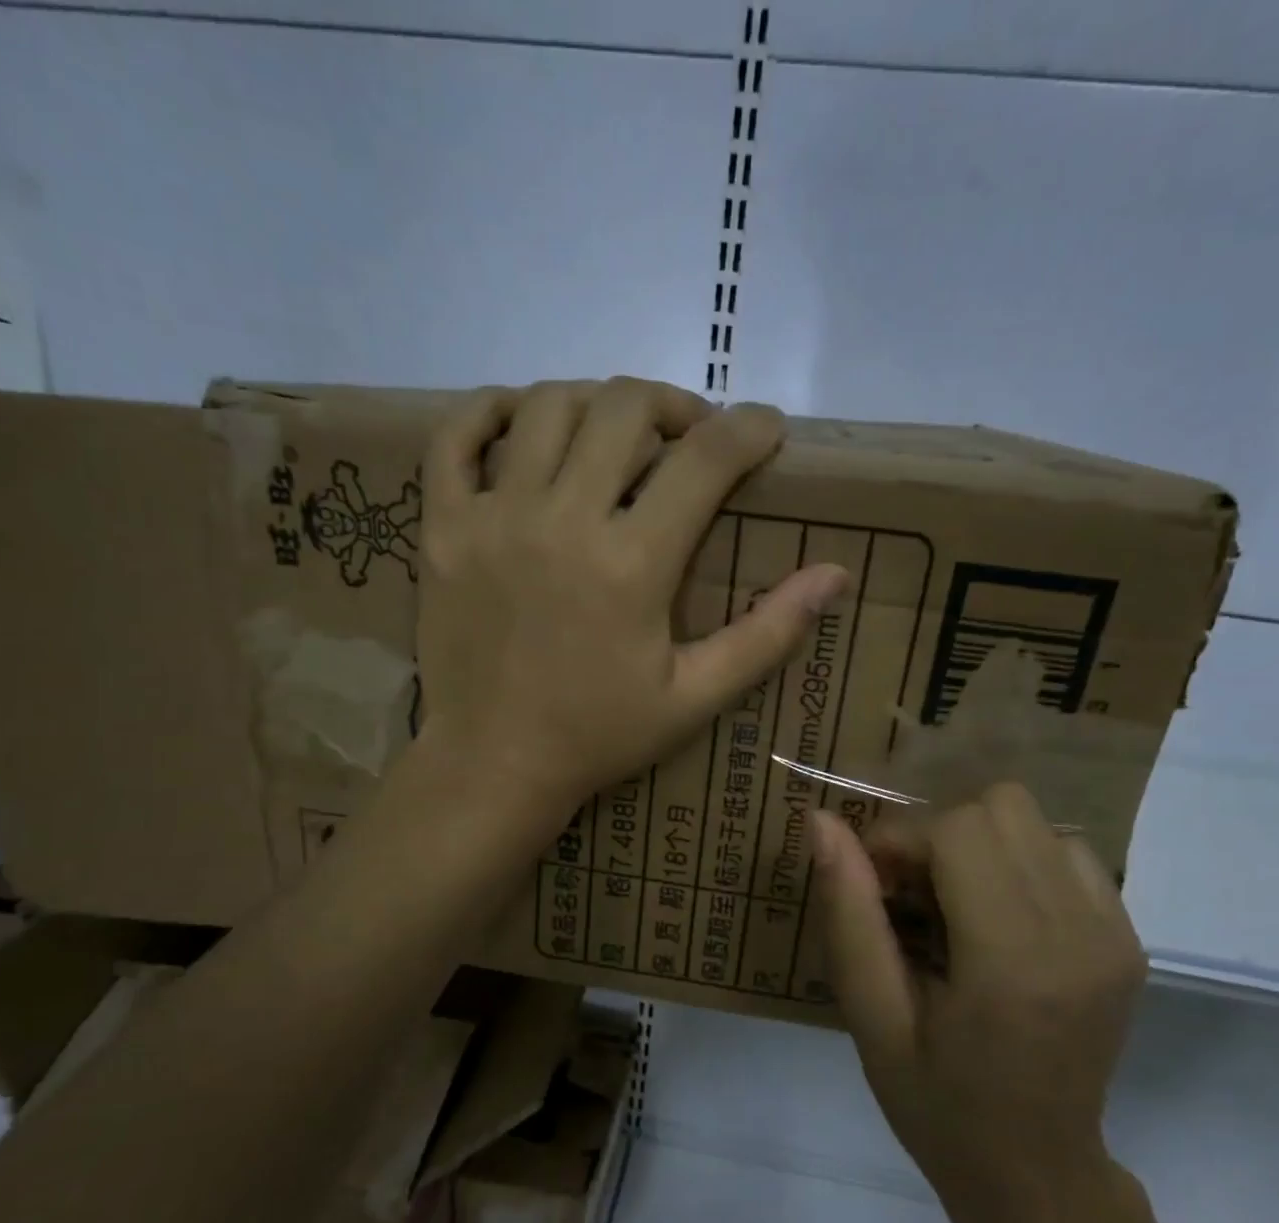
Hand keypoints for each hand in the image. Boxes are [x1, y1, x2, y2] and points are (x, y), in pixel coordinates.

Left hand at [415, 377, 849, 815]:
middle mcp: (562, 521)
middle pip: (625, 407)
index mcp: (633, 564)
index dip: (748, 430)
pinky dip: (493, 411)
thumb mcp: (694, 697)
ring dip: (595, 401)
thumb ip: (766, 634)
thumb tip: (836, 575)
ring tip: (615, 434)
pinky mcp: (442, 527)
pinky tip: (525, 426)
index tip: (766, 429)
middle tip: (688, 438)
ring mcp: (492, 517)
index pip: (704, 459)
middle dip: (674, 406)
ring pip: (547, 404)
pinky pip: (456, 435)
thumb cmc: (599, 736)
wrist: (493, 764)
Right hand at [810, 784, 1147, 1222]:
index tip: (874, 884)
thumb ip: (848, 914)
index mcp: (1014, 963)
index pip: (959, 830)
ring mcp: (1115, 933)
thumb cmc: (938, 1104)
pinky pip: (1065, 851)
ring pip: (1034, 820)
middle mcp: (1080, 933)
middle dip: (938, 834)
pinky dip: (1018, 862)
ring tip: (954, 906)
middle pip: (1001, 808)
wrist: (1038, 1173)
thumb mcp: (871, 1016)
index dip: (901, 839)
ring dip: (978, 844)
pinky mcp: (1129, 937)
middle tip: (910, 895)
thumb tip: (823, 822)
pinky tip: (996, 916)